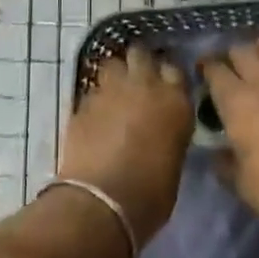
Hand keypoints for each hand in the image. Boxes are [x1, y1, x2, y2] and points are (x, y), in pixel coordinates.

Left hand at [59, 44, 194, 247]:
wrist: (101, 203)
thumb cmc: (150, 194)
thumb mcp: (174, 160)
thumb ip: (169, 132)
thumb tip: (161, 129)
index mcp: (175, 101)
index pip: (175, 70)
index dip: (168, 77)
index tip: (166, 86)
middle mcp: (144, 86)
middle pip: (141, 54)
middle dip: (140, 63)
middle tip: (139, 81)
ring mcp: (110, 90)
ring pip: (113, 64)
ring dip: (116, 75)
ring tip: (116, 93)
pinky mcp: (83, 102)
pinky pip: (93, 89)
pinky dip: (96, 98)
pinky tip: (96, 115)